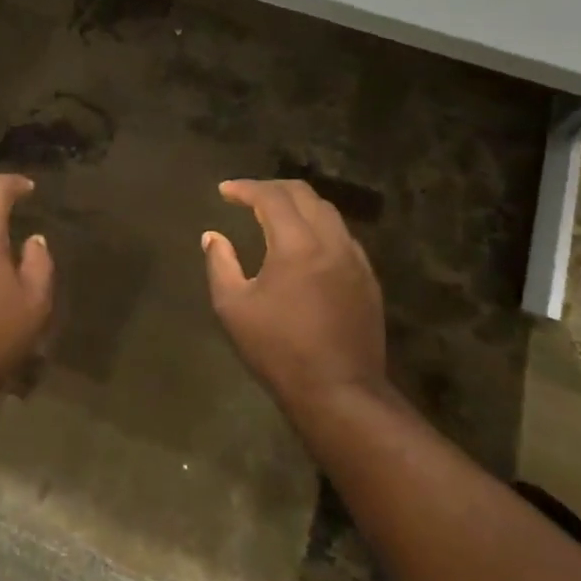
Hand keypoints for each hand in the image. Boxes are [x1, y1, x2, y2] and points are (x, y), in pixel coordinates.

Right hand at [202, 179, 386, 412]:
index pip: (271, 197)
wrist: (339, 392)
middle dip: (272, 189)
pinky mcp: (368, 279)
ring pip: (328, 213)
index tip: (224, 191)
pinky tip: (304, 244)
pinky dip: (318, 226)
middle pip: (304, 195)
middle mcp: (331, 242)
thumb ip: (220, 264)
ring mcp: (355, 260)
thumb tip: (213, 237)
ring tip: (274, 215)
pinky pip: (341, 236)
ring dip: (298, 205)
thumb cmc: (278, 350)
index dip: (245, 188)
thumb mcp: (233, 308)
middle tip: (247, 196)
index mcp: (297, 245)